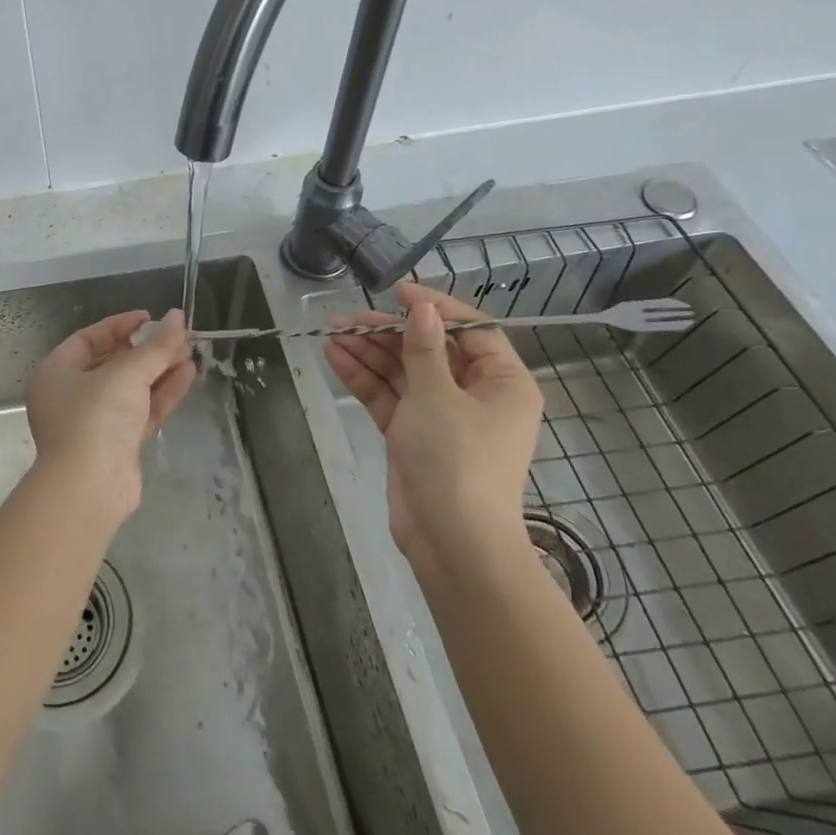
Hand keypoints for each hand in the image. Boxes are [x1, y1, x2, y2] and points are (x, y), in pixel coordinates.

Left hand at [25, 309, 195, 517]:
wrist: (90, 488)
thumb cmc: (95, 418)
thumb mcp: (126, 374)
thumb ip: (155, 346)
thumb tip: (178, 317)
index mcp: (56, 373)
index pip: (88, 339)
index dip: (120, 326)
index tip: (150, 318)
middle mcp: (71, 396)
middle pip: (112, 363)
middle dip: (146, 350)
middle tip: (177, 336)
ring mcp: (95, 423)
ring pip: (131, 389)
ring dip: (159, 370)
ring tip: (190, 352)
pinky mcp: (118, 445)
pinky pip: (141, 411)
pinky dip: (162, 394)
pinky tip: (187, 375)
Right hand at [323, 284, 543, 570]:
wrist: (452, 543)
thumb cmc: (457, 460)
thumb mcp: (438, 396)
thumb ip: (424, 349)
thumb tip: (421, 308)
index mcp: (502, 383)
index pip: (471, 331)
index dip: (435, 308)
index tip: (397, 291)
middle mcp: (475, 395)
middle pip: (430, 350)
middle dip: (389, 333)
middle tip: (350, 317)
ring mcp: (442, 417)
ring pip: (404, 372)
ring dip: (370, 353)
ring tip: (332, 333)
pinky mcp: (413, 436)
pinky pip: (389, 397)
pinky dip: (365, 378)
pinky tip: (335, 356)